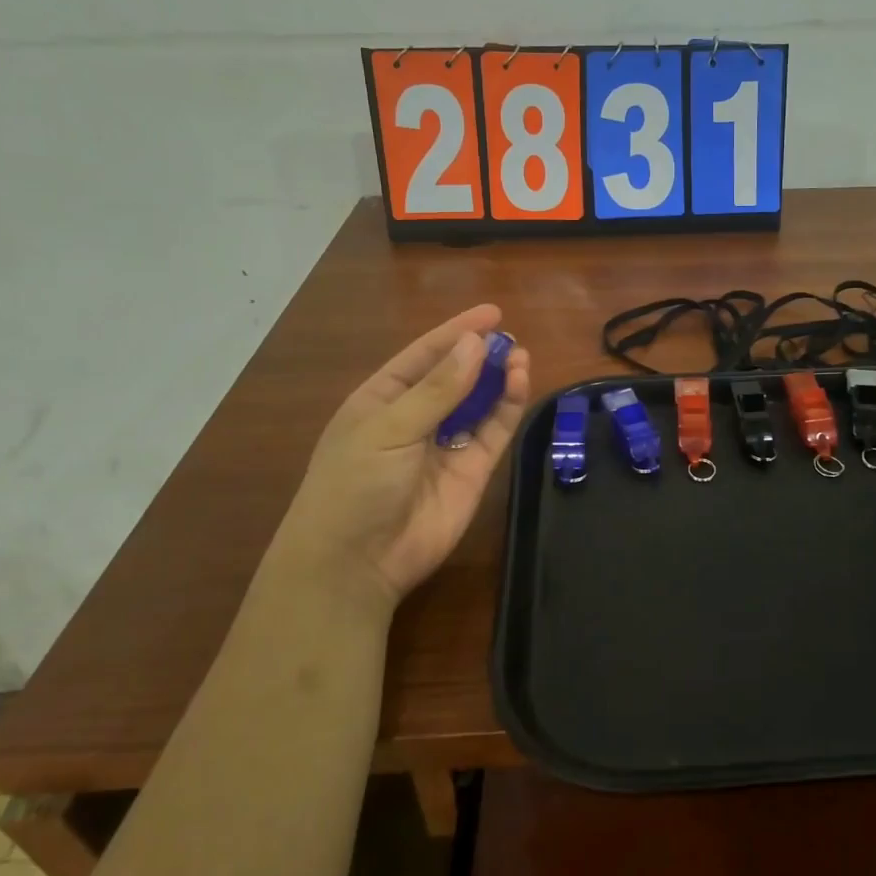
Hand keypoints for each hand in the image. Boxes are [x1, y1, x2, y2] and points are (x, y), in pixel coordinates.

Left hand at [267, 305, 530, 615]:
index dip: (455, 332)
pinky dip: (508, 408)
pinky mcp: (472, 472)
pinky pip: (494, 432)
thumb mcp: (390, 428)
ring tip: (520, 356)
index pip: (423, 356)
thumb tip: (475, 344)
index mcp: (382, 401)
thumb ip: (438, 388)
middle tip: (510, 338)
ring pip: (479, 403)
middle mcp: (416, 419)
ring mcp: (445, 446)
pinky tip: (519, 384)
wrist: (356, 563)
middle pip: (455, 377)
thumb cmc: (355, 484)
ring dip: (498, 379)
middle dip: (481, 355)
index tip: (491, 312)